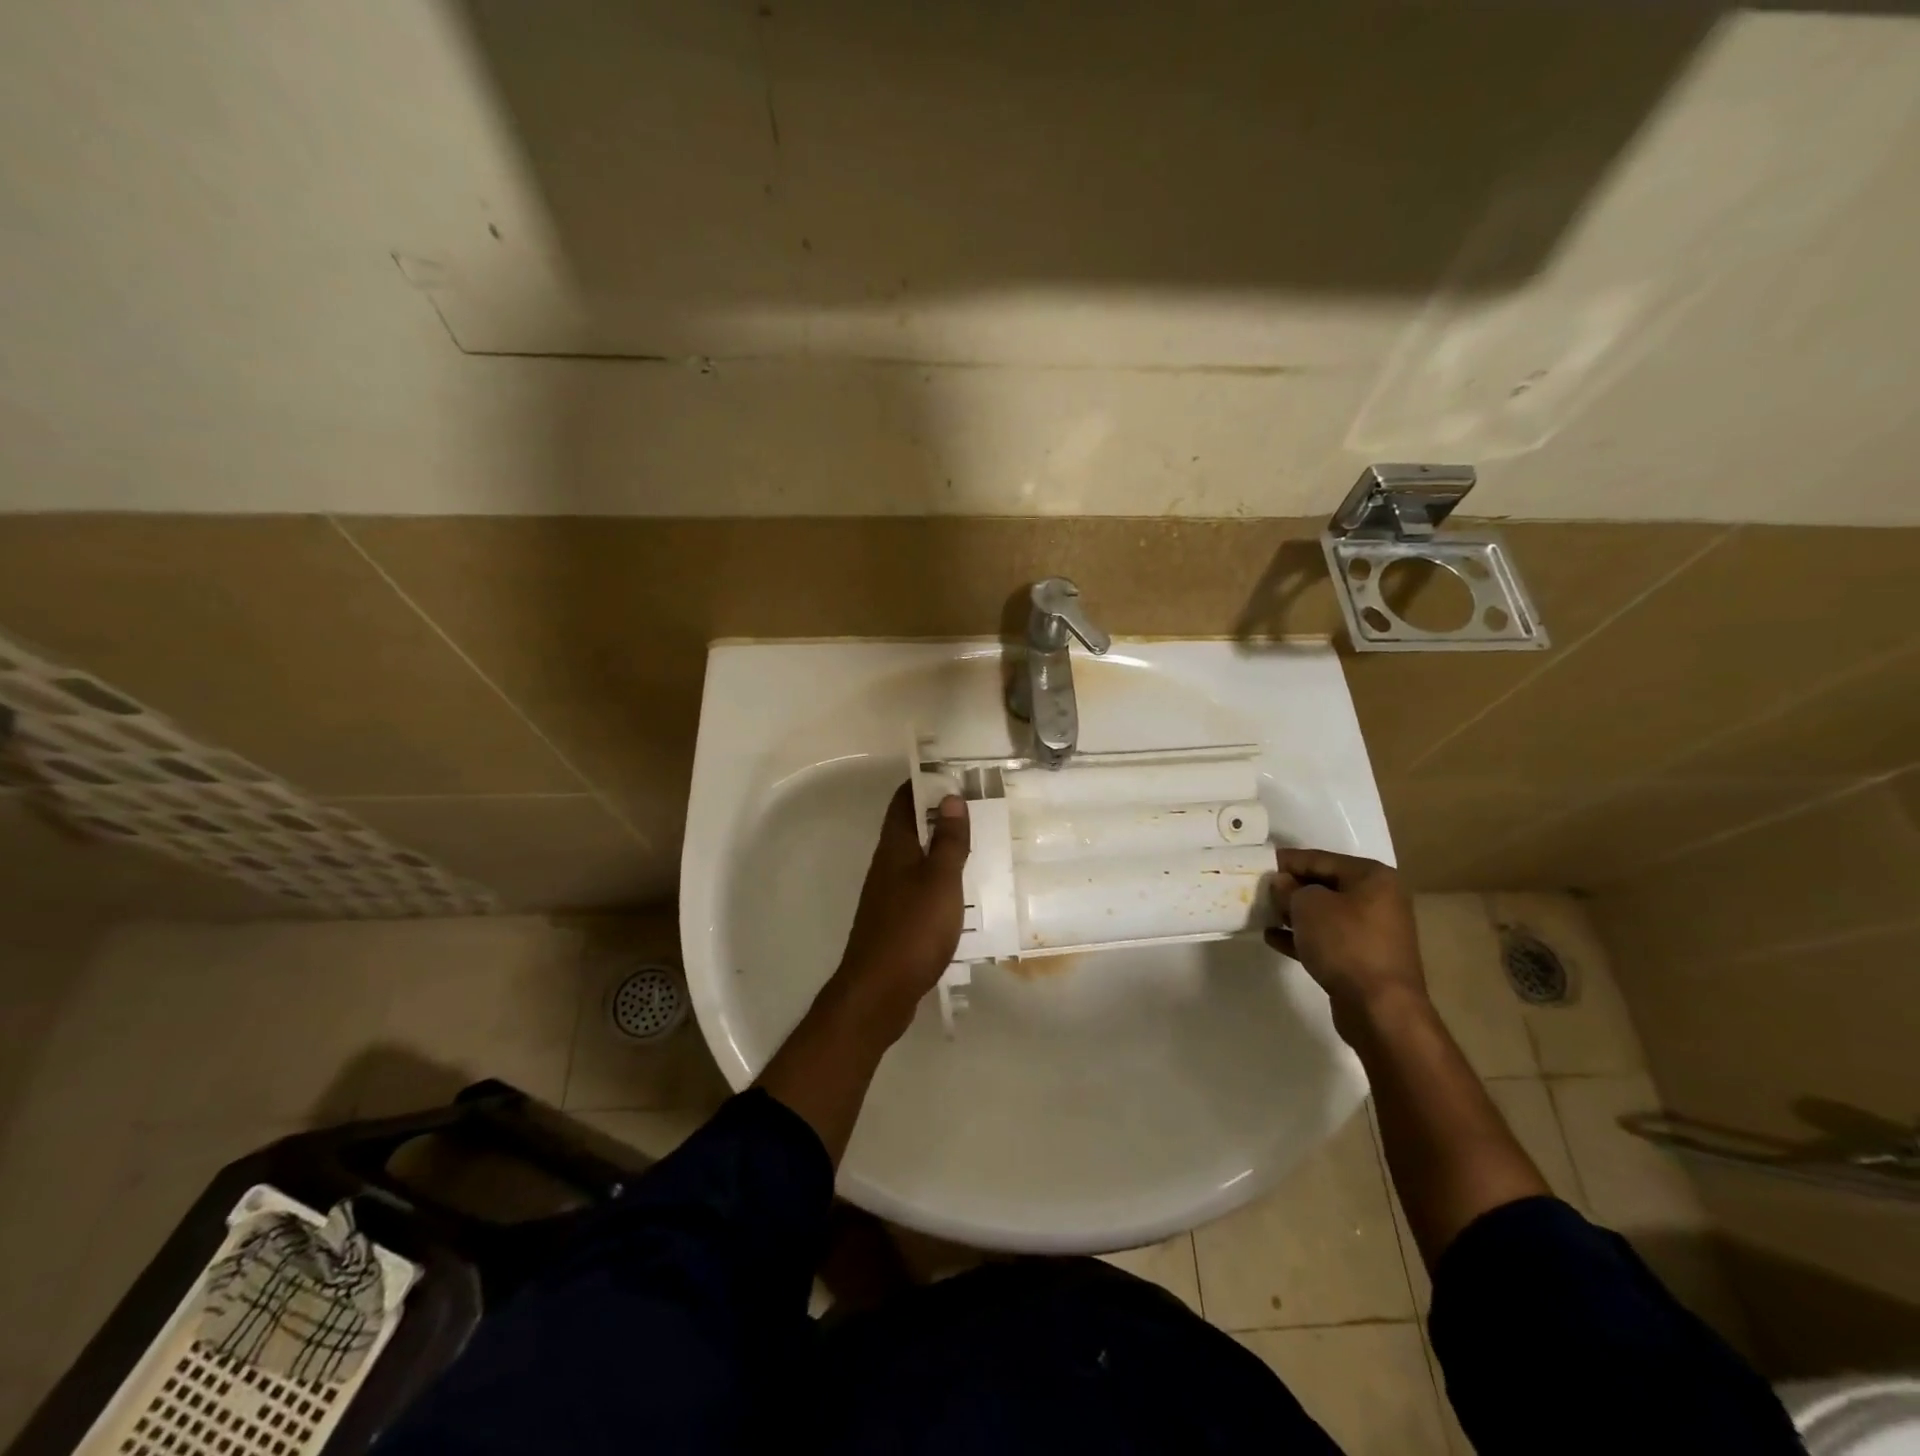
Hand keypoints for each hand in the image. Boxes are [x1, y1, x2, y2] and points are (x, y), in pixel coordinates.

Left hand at [833, 782, 969, 1035]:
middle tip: (975, 808)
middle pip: (909, 829)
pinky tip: (960, 892)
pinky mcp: (895, 921)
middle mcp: (887, 866)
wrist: (878, 991)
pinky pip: (918, 887)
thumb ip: (948, 841)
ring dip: (939, 848)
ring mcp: (888, 895)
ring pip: (915, 859)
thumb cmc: (912, 929)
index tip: (952, 774)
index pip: (903, 802)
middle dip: (937, 815)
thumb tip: (950, 797)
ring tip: (975, 845)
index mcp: (894, 848)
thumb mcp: (940, 881)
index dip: (923, 784)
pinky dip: (938, 879)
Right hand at [1266, 847, 1425, 1032]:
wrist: (1380, 1007)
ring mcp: (1373, 931)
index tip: (1257, 863)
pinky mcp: (1364, 959)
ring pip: (1325, 914)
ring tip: (1263, 914)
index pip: (1319, 858)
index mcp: (1371, 877)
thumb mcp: (1308, 906)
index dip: (1286, 861)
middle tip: (1258, 890)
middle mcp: (1378, 899)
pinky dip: (1302, 936)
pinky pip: (1328, 939)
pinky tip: (1273, 938)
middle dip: (1290, 888)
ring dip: (1294, 914)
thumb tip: (1282, 883)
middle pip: (1324, 885)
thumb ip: (1289, 888)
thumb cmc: (1345, 943)